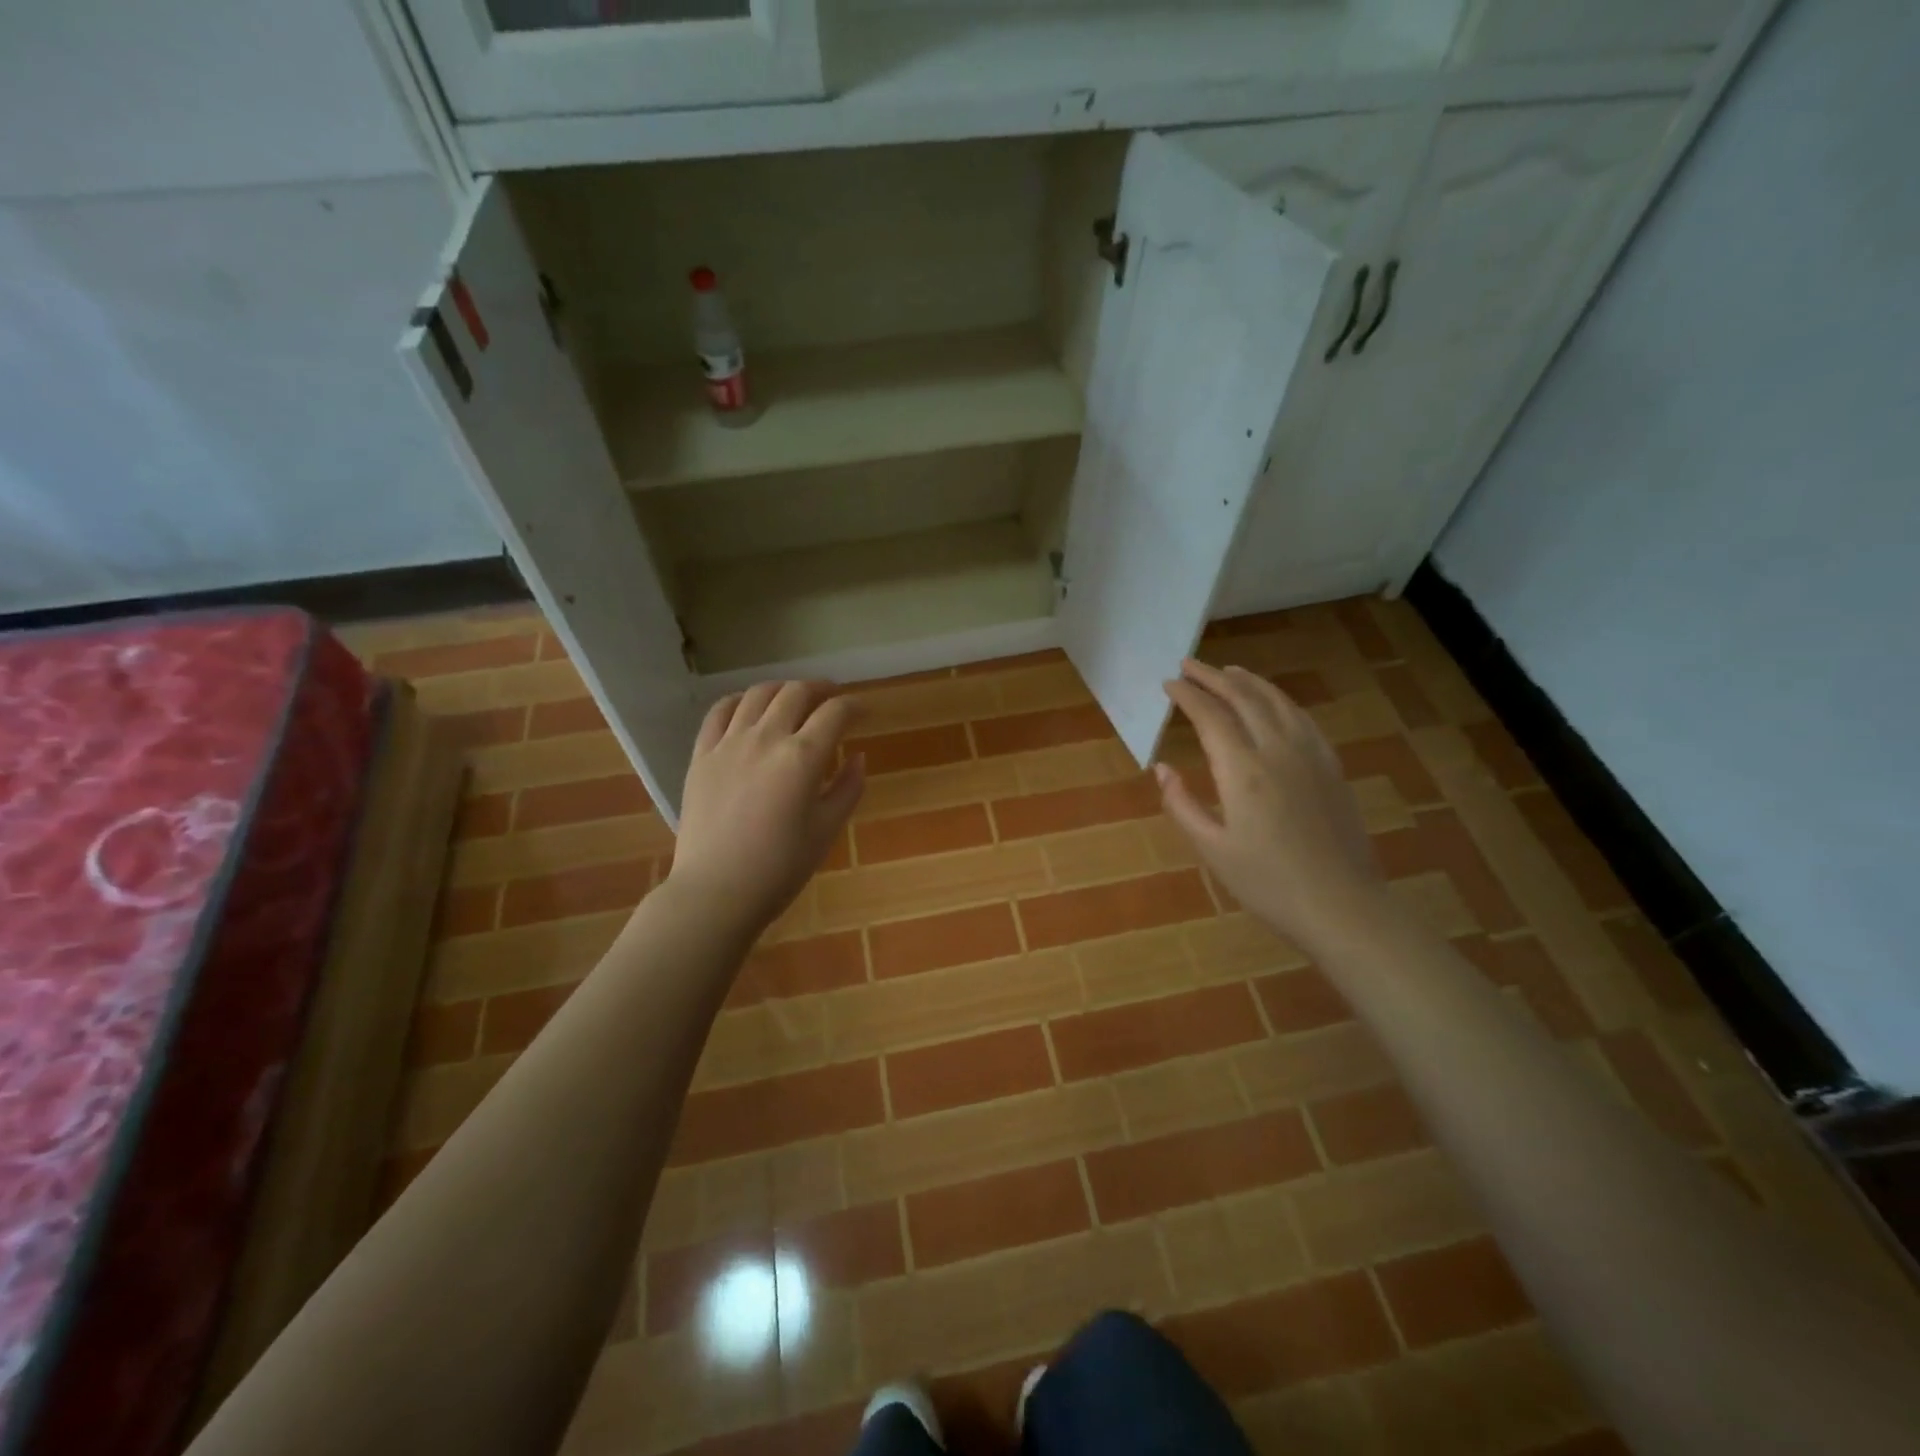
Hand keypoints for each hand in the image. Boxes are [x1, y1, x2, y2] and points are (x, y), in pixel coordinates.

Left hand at [666, 681, 864, 933]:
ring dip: (783, 690)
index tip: (863, 712)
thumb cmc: (780, 867)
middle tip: (832, 699)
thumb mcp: (827, 830)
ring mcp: (729, 743)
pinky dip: (740, 701)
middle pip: (796, 693)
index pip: (835, 713)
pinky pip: (720, 712)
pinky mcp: (702, 755)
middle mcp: (766, 738)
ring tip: (794, 699)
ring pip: (758, 694)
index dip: (854, 707)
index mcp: (802, 757)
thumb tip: (857, 756)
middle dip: (821, 690)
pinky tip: (749, 708)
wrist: (716, 891)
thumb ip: (848, 788)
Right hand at [1157, 659, 1384, 947]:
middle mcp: (1277, 751)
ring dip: (1248, 681)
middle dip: (1213, 677)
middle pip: (1243, 698)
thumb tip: (1162, 768)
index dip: (1188, 696)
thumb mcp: (1212, 849)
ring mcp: (1310, 755)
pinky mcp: (1331, 766)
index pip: (1211, 717)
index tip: (1169, 683)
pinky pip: (1302, 718)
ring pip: (1277, 702)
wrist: (1341, 905)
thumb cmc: (1267, 883)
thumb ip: (1182, 804)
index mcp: (1243, 771)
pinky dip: (1280, 700)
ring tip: (1227, 671)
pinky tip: (1273, 702)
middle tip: (1189, 665)